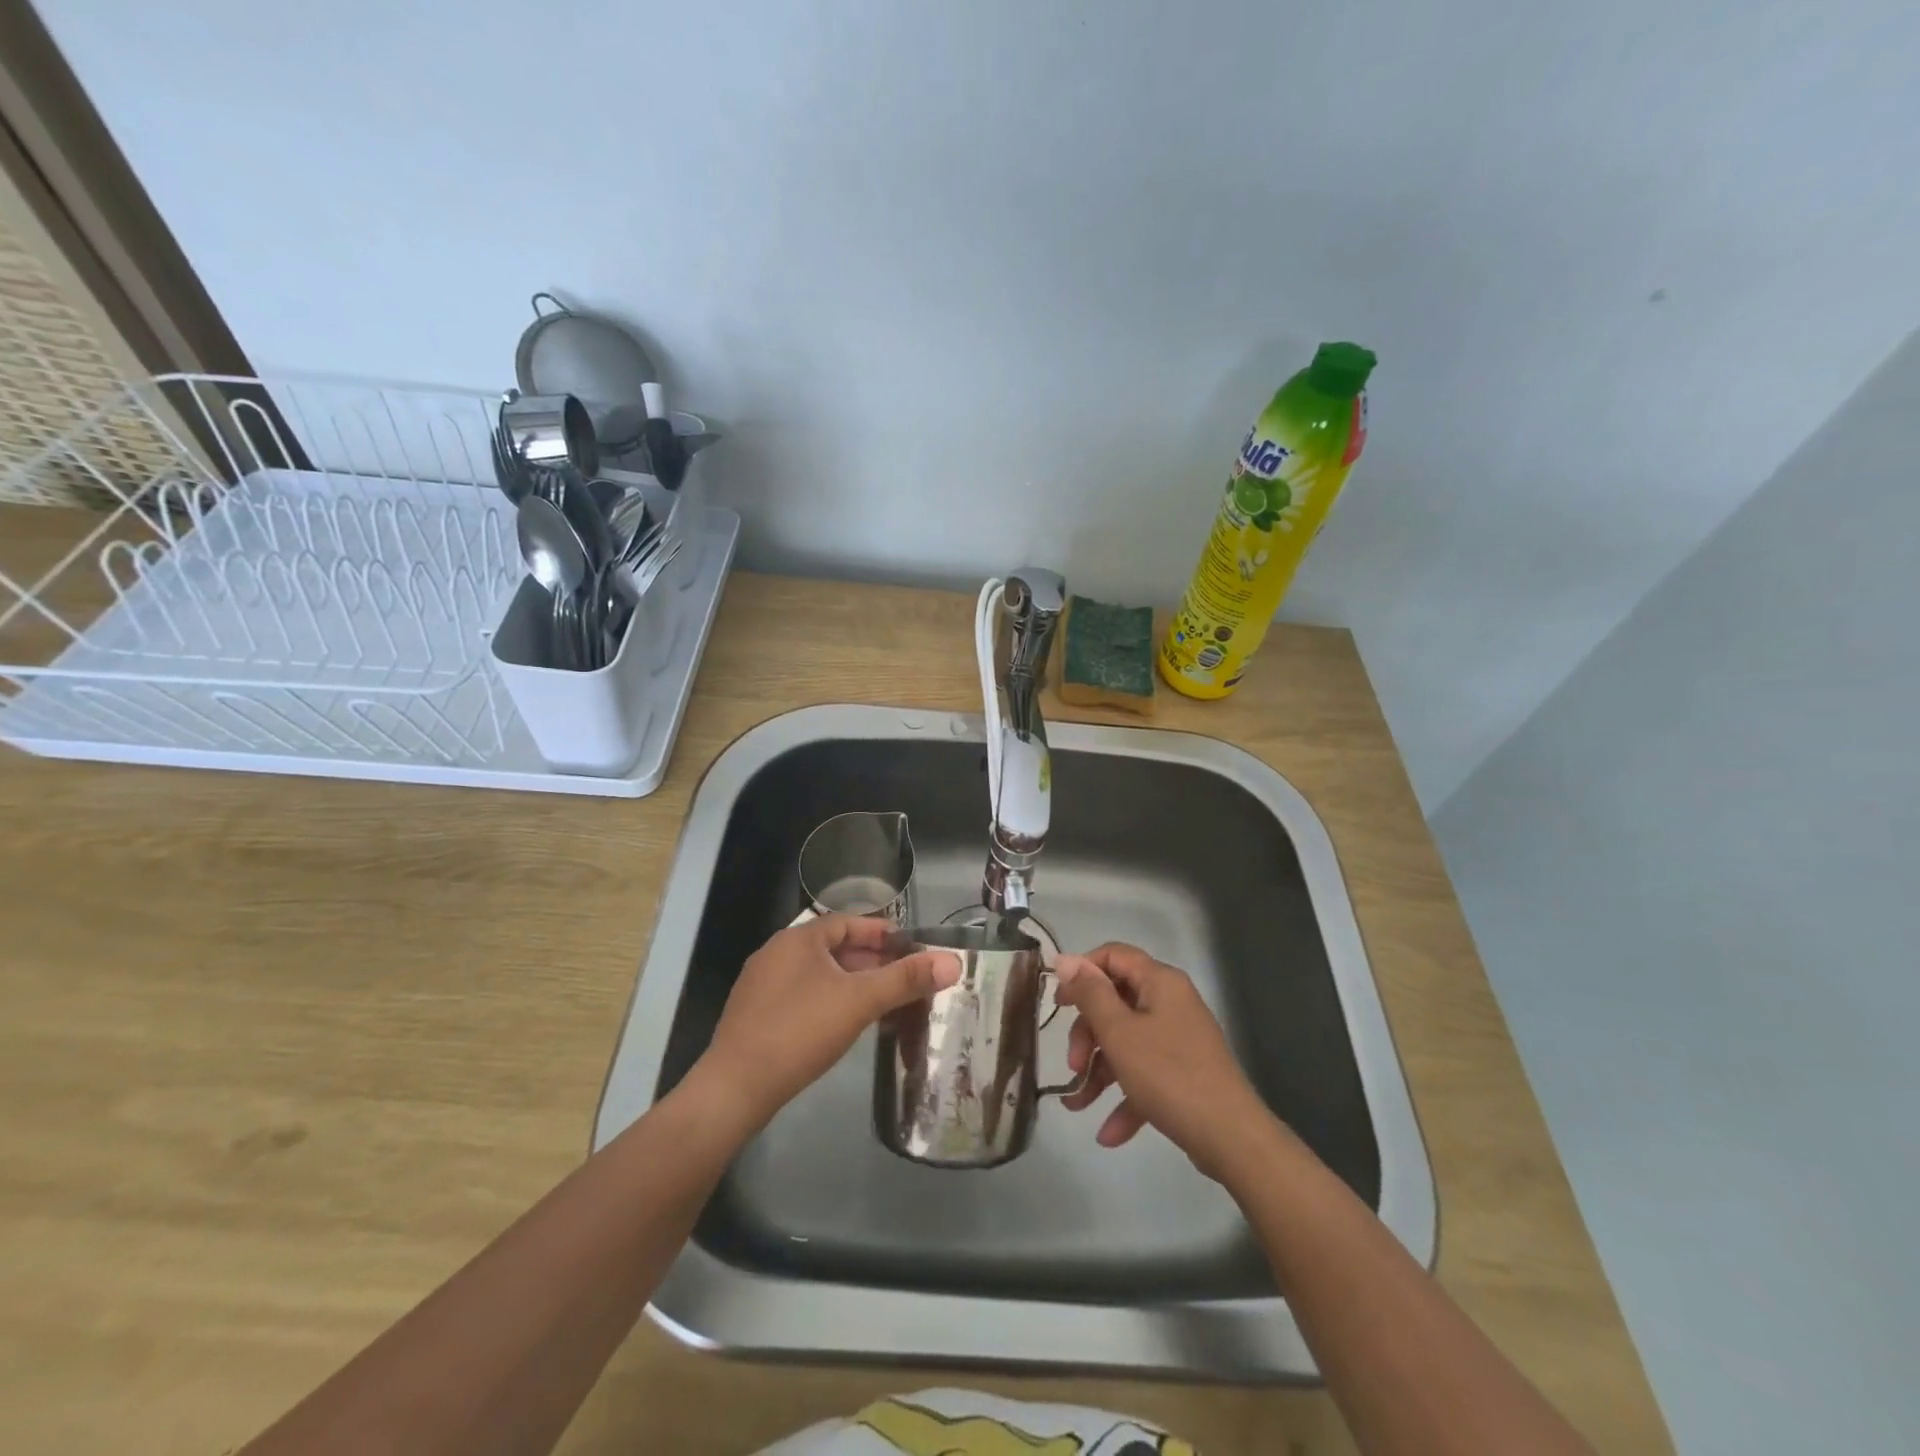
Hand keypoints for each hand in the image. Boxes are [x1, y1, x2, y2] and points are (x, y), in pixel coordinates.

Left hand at [694, 915, 959, 1129]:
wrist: (734, 1088)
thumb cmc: (800, 1031)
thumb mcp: (860, 1001)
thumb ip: (906, 979)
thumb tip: (953, 961)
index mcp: (798, 938)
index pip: (847, 922)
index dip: (880, 932)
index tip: (909, 947)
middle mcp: (776, 952)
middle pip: (832, 948)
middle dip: (869, 961)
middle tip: (902, 978)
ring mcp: (760, 984)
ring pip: (817, 974)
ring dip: (849, 982)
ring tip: (880, 1002)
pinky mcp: (754, 1015)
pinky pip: (800, 995)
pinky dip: (827, 1000)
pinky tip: (842, 1024)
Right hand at [1055, 942, 1270, 1180]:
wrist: (1231, 1138)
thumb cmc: (1168, 1074)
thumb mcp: (1118, 1032)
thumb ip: (1090, 994)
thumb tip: (1067, 960)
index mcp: (1160, 982)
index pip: (1113, 955)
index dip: (1082, 972)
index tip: (1058, 1001)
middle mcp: (1171, 1002)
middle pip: (1116, 1002)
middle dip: (1088, 1034)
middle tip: (1072, 1064)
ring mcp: (1179, 1039)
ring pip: (1127, 1042)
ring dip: (1099, 1071)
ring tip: (1078, 1104)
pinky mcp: (1183, 1073)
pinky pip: (1145, 1074)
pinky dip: (1125, 1097)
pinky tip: (1108, 1134)